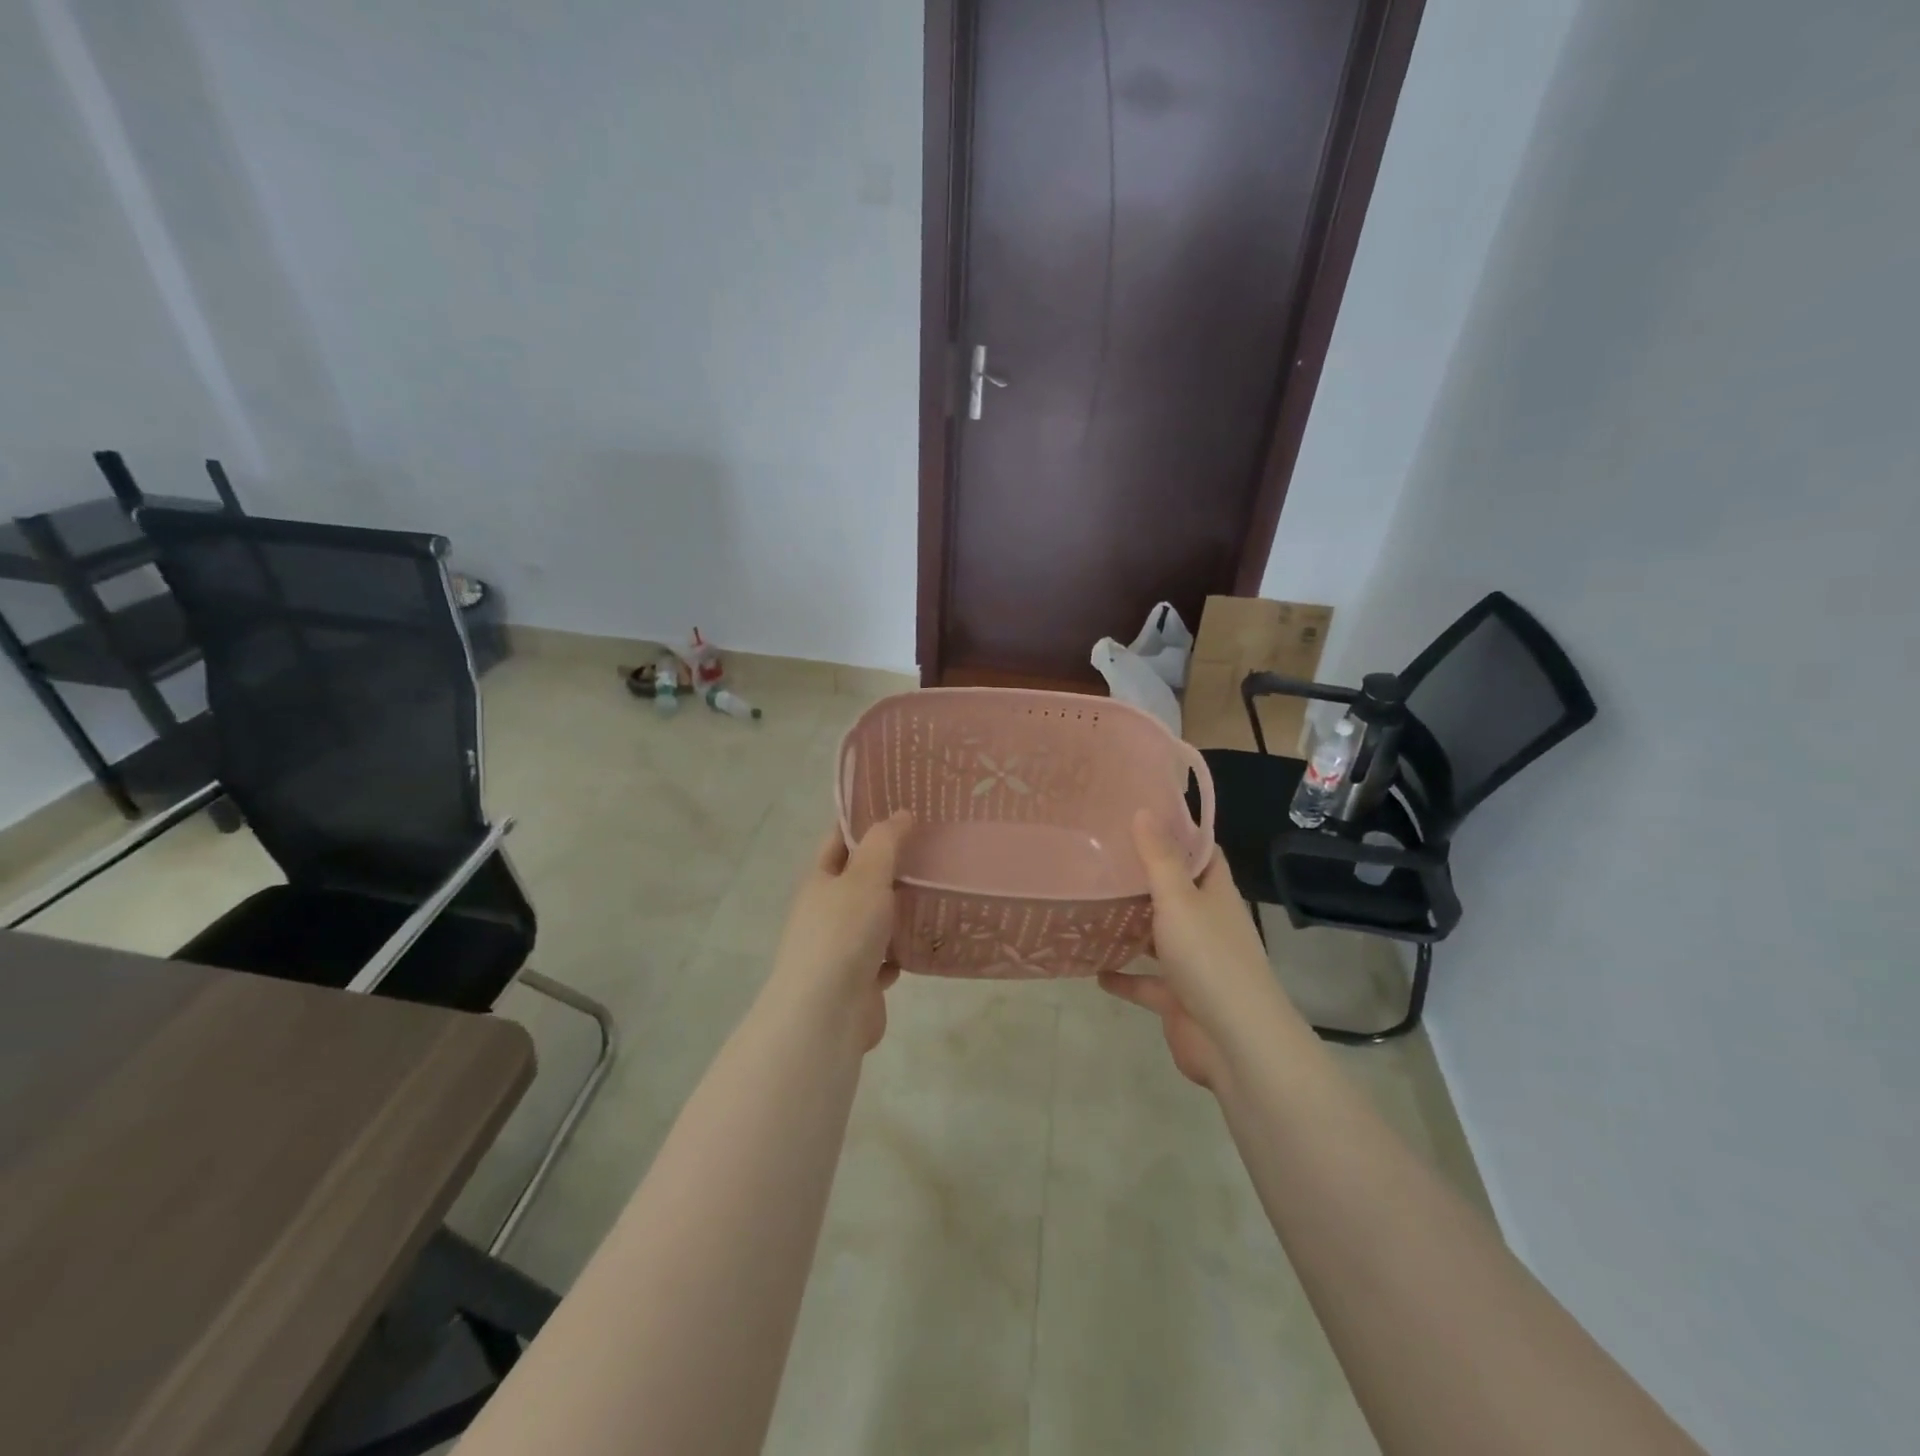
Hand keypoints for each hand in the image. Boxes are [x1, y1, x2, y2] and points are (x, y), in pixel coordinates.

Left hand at [767, 811, 912, 1050]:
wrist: (827, 1013)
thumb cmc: (843, 933)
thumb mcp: (865, 876)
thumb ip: (884, 843)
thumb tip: (900, 814)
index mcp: (820, 880)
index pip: (840, 840)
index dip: (864, 822)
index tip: (900, 806)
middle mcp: (827, 911)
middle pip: (860, 880)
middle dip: (891, 866)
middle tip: (933, 847)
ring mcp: (842, 948)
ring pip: (876, 919)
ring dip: (900, 910)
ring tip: (941, 890)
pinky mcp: (860, 981)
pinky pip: (886, 958)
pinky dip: (904, 950)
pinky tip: (929, 941)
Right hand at [1099, 810, 1291, 1088]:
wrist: (1235, 1043)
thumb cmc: (1209, 959)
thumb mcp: (1179, 900)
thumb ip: (1159, 858)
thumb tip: (1144, 810)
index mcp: (1215, 895)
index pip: (1201, 853)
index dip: (1177, 832)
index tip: (1140, 814)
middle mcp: (1207, 924)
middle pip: (1176, 893)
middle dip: (1144, 877)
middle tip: (1100, 855)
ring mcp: (1194, 964)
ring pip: (1158, 937)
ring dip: (1131, 926)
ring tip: (1090, 904)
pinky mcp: (1178, 999)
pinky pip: (1145, 983)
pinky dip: (1123, 977)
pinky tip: (1093, 969)